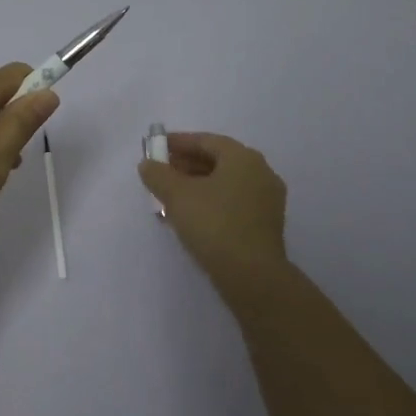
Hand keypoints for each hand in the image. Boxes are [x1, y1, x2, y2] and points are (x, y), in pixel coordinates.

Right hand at [138, 132, 288, 285]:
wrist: (251, 274)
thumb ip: (158, 174)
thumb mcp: (177, 195)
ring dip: (197, 185)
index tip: (156, 147)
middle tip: (161, 172)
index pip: (206, 140)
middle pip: (218, 161)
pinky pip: (233, 202)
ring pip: (225, 183)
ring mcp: (267, 200)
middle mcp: (261, 173)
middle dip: (186, 164)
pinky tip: (190, 215)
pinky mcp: (265, 224)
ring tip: (169, 196)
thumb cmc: (213, 224)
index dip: (178, 142)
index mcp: (243, 158)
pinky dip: (211, 201)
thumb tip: (148, 164)